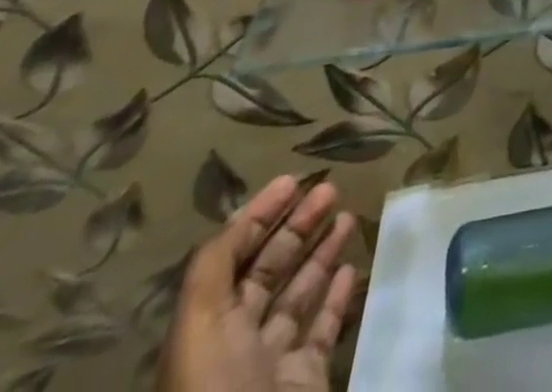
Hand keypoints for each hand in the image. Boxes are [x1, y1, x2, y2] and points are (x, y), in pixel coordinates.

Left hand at [159, 175, 359, 391]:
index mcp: (205, 330)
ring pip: (300, 294)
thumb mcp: (199, 328)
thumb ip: (213, 268)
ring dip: (321, 251)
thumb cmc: (217, 391)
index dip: (258, 217)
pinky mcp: (308, 379)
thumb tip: (240, 215)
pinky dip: (337, 296)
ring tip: (346, 215)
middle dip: (297, 225)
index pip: (232, 259)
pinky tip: (352, 267)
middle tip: (330, 189)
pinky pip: (324, 329)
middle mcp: (237, 342)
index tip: (292, 180)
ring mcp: (274, 362)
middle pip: (269, 271)